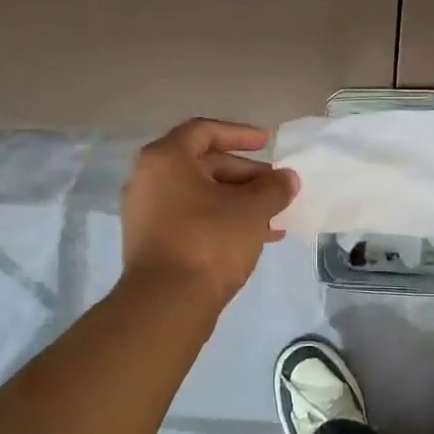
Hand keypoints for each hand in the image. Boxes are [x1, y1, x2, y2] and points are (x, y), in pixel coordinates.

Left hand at [120, 119, 297, 308]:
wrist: (168, 303)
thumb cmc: (210, 241)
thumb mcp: (252, 209)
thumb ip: (274, 187)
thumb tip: (286, 178)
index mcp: (165, 159)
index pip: (204, 131)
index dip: (239, 134)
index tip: (268, 142)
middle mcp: (148, 179)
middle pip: (203, 164)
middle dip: (245, 174)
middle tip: (276, 186)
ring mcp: (147, 212)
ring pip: (200, 194)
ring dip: (238, 200)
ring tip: (273, 215)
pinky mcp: (152, 241)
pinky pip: (192, 217)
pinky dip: (222, 219)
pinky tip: (256, 236)